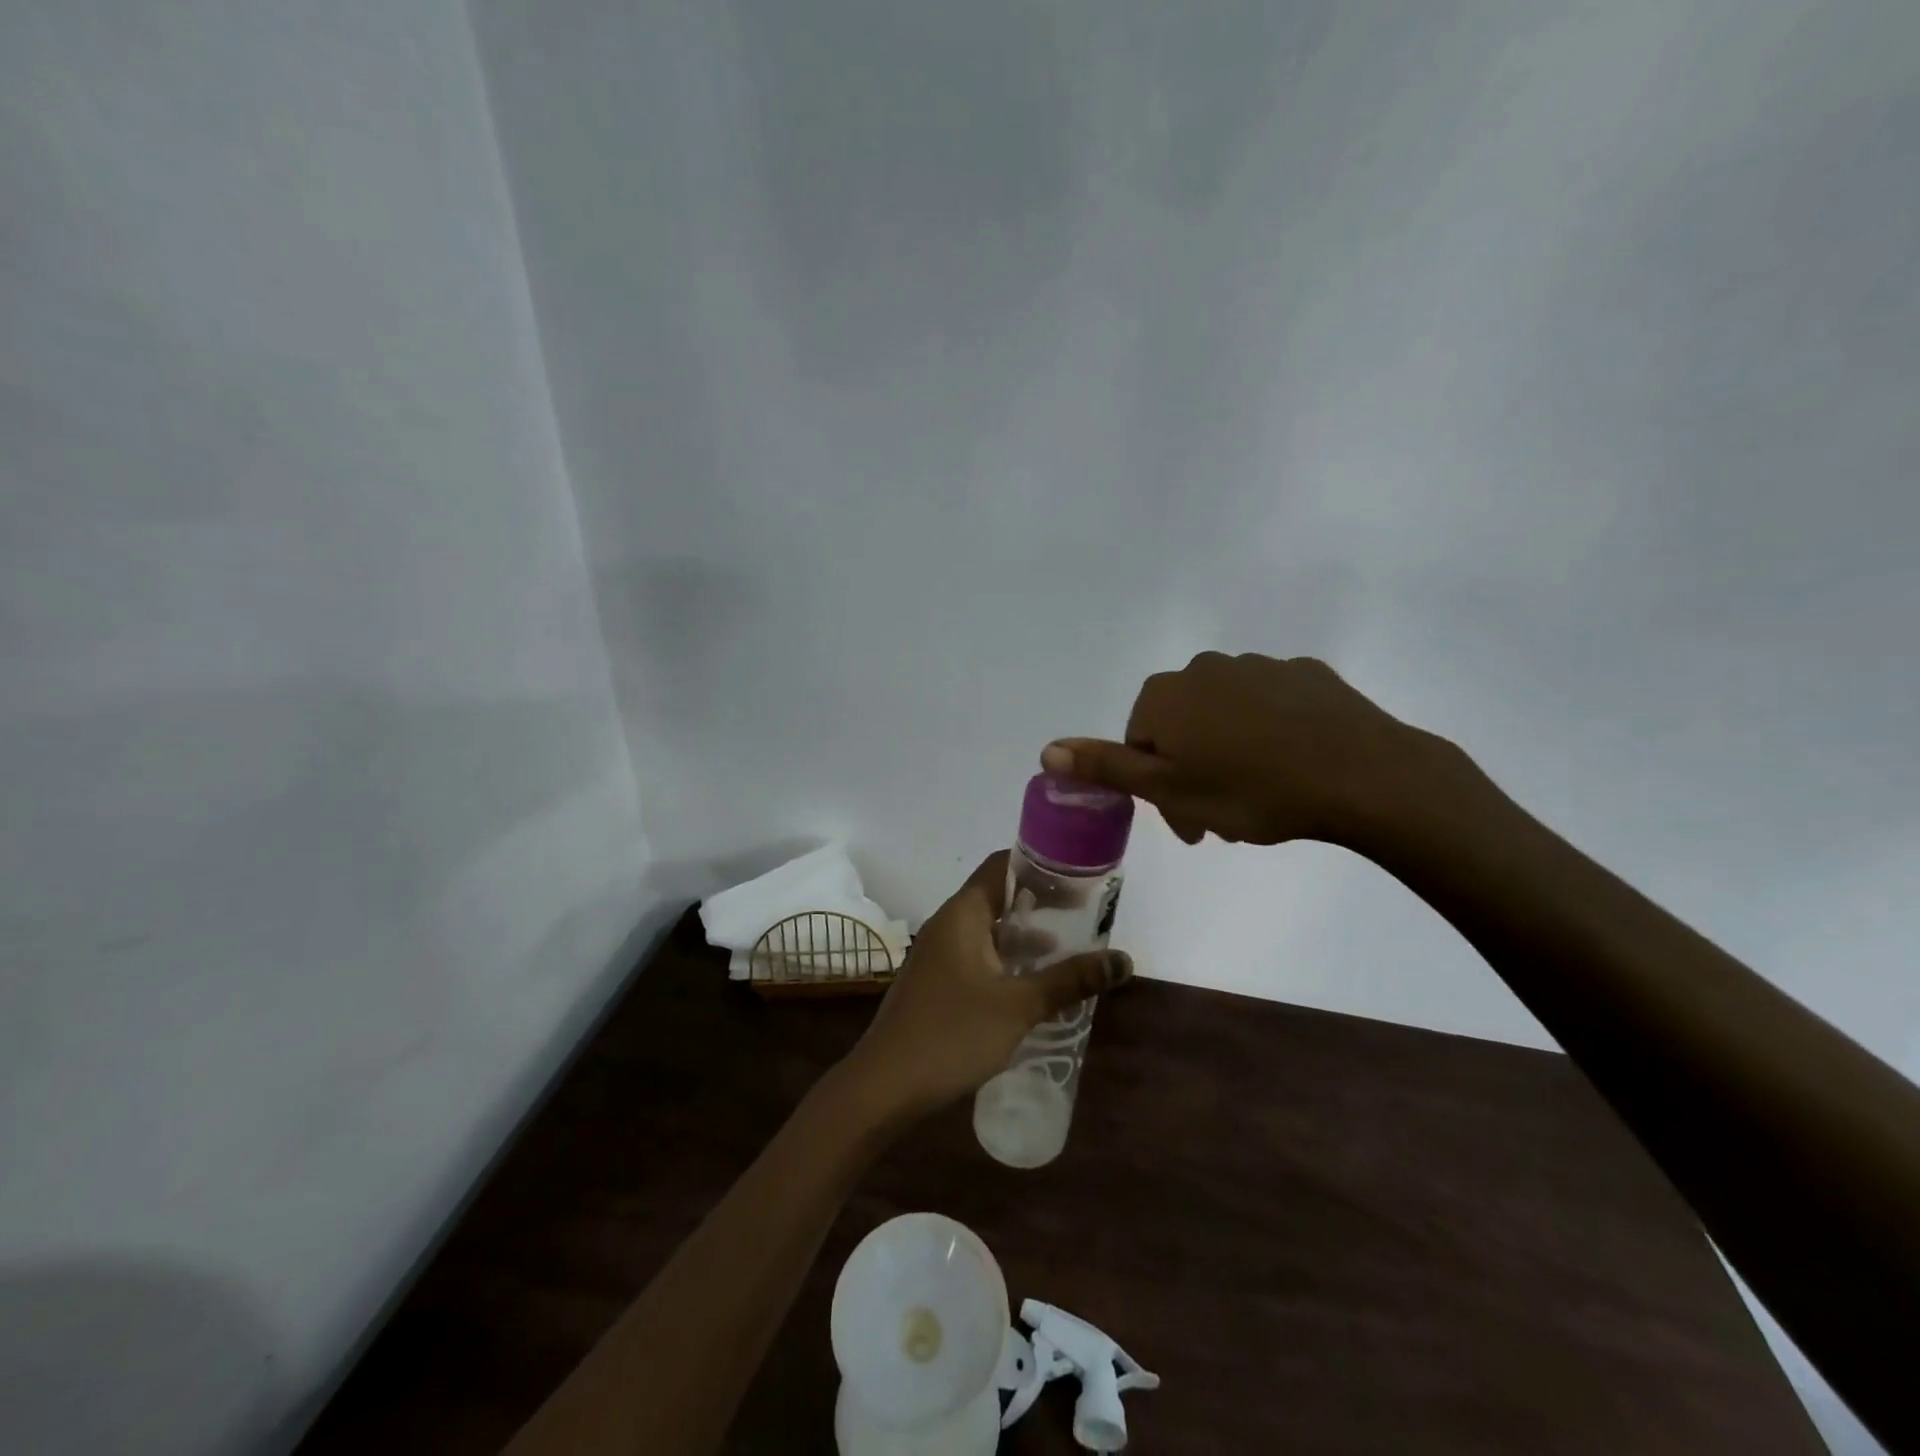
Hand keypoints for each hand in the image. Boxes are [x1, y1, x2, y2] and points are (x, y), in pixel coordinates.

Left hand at [840, 852, 1131, 1121]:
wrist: (885, 1085)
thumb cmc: (952, 1033)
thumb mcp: (1019, 1005)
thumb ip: (1070, 980)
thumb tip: (1124, 961)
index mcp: (964, 913)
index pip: (1003, 866)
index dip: (1042, 865)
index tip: (1080, 875)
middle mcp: (949, 924)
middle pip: (1000, 896)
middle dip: (1041, 903)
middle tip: (1086, 913)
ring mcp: (940, 954)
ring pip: (990, 930)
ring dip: (1027, 936)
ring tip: (1070, 949)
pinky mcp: (938, 982)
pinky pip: (980, 956)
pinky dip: (1009, 960)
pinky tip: (1034, 985)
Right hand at [1041, 652, 1437, 848]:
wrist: (1363, 775)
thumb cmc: (1252, 790)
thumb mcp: (1169, 789)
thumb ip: (1106, 765)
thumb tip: (1047, 749)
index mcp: (1166, 695)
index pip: (1139, 741)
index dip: (1155, 786)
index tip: (1186, 823)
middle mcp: (1205, 668)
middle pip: (1180, 726)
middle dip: (1190, 771)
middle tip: (1221, 820)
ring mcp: (1259, 666)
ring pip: (1224, 716)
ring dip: (1228, 752)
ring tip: (1261, 796)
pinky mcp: (1306, 674)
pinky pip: (1270, 706)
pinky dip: (1269, 733)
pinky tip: (1294, 766)